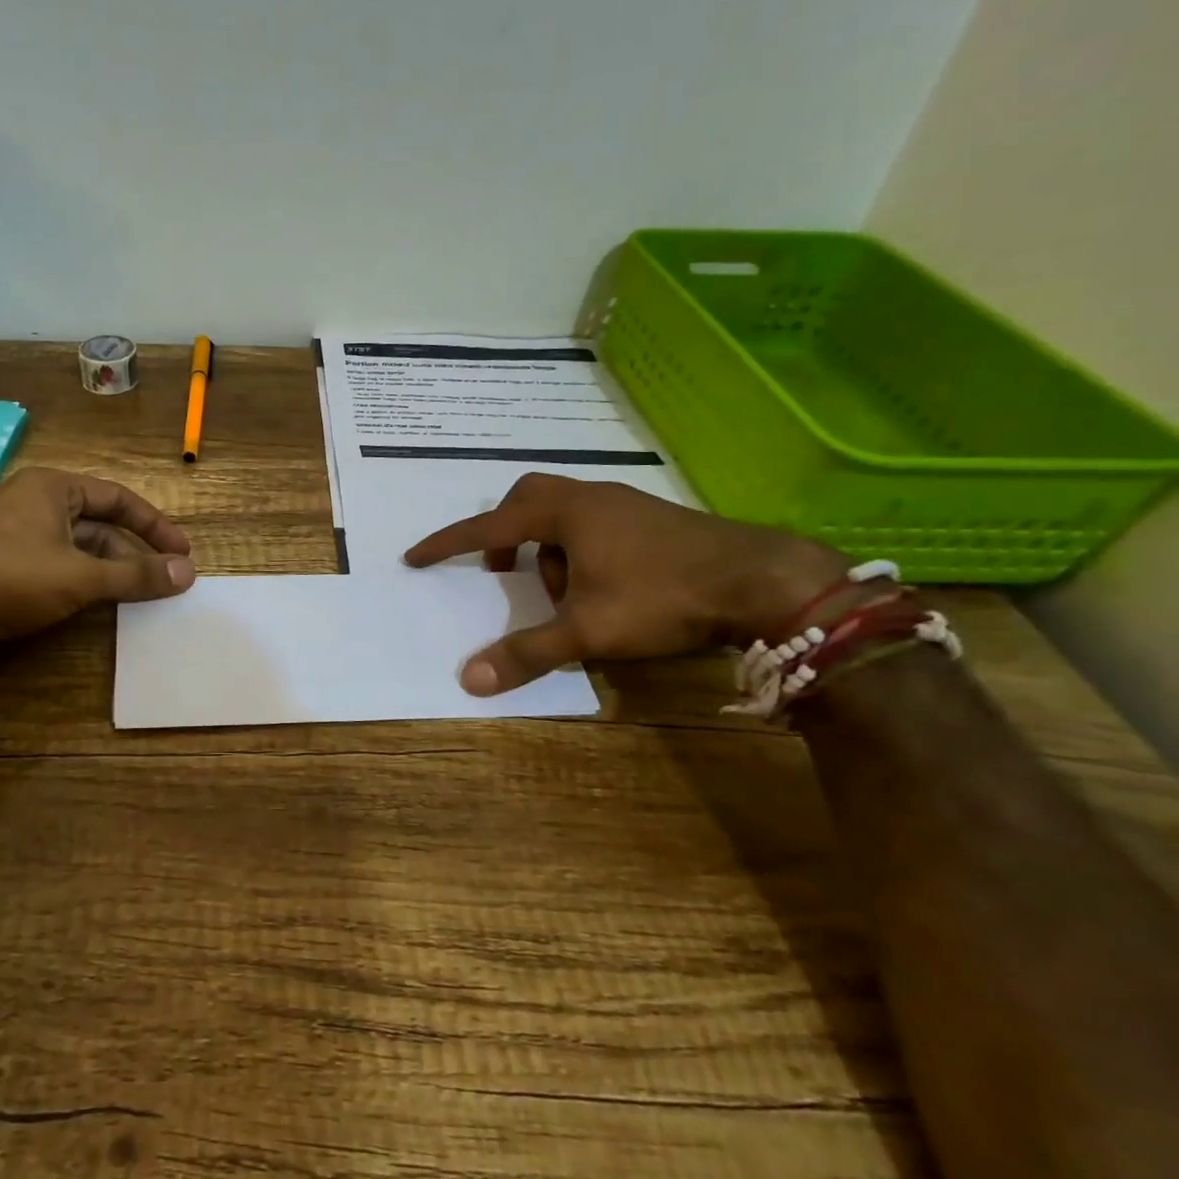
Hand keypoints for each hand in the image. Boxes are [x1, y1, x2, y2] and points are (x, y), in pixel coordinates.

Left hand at [0, 467, 194, 644]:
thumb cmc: (9, 579)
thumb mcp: (81, 577)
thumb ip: (135, 575)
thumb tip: (188, 572)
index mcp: (52, 487)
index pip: (118, 499)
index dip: (155, 526)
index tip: (182, 554)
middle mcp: (33, 500)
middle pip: (98, 523)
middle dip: (131, 552)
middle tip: (163, 580)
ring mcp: (13, 530)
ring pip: (75, 545)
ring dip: (107, 568)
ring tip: (135, 596)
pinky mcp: (0, 559)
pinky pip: (53, 562)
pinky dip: (79, 579)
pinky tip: (92, 603)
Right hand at [405, 475, 846, 694]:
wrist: (763, 580)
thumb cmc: (662, 596)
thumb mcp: (587, 630)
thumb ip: (527, 653)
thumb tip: (469, 680)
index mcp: (563, 513)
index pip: (487, 527)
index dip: (448, 544)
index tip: (415, 556)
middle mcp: (589, 497)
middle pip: (527, 499)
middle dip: (504, 533)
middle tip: (502, 569)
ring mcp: (625, 503)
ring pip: (563, 512)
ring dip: (547, 546)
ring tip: (561, 592)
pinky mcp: (653, 518)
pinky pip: (594, 522)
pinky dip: (578, 548)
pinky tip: (602, 586)